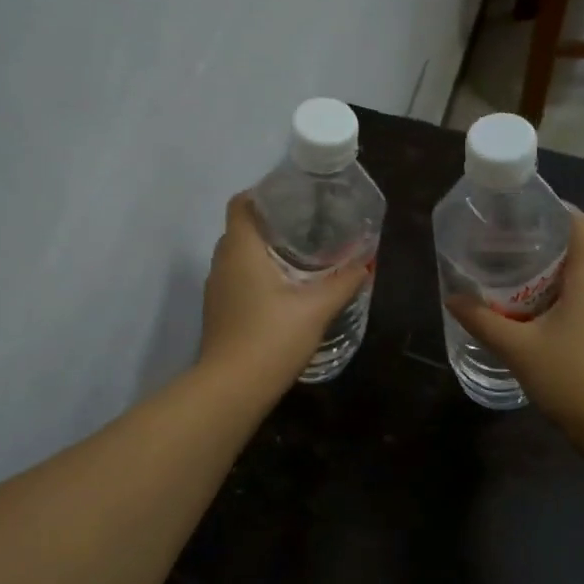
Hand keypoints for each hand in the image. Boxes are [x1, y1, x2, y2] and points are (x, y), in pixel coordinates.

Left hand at [199, 194, 370, 392]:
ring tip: (301, 256)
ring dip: (264, 252)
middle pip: (242, 229)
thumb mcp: (317, 308)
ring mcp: (217, 290)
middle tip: (308, 226)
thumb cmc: (273, 337)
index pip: (242, 204)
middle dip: (271, 223)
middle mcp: (222, 263)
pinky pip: (238, 280)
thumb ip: (343, 281)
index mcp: (240, 249)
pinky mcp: (219, 312)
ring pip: (239, 257)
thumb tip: (366, 261)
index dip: (264, 194)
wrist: (233, 388)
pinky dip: (258, 276)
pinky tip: (285, 291)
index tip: (294, 198)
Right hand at [446, 208, 583, 437]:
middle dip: (541, 252)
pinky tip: (536, 326)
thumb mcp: (518, 348)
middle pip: (578, 255)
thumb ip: (483, 321)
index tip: (523, 214)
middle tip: (503, 254)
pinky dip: (562, 307)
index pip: (580, 225)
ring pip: (582, 286)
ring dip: (550, 284)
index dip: (554, 212)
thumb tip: (452, 298)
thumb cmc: (571, 377)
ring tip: (512, 289)